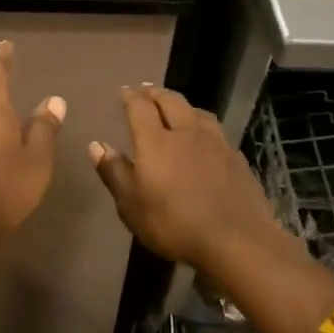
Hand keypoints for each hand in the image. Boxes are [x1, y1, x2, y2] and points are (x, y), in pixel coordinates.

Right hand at [88, 85, 278, 273]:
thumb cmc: (174, 224)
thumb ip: (114, 172)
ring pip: (197, 112)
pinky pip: (216, 131)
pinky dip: (203, 125)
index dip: (130, 97)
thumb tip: (96, 145)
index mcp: (156, 141)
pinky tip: (205, 137)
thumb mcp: (132, 205)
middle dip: (156, 93)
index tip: (124, 91)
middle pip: (171, 101)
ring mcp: (216, 143)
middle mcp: (186, 132)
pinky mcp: (237, 159)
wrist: (238, 242)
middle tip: (146, 90)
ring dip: (182, 105)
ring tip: (176, 107)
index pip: (140, 107)